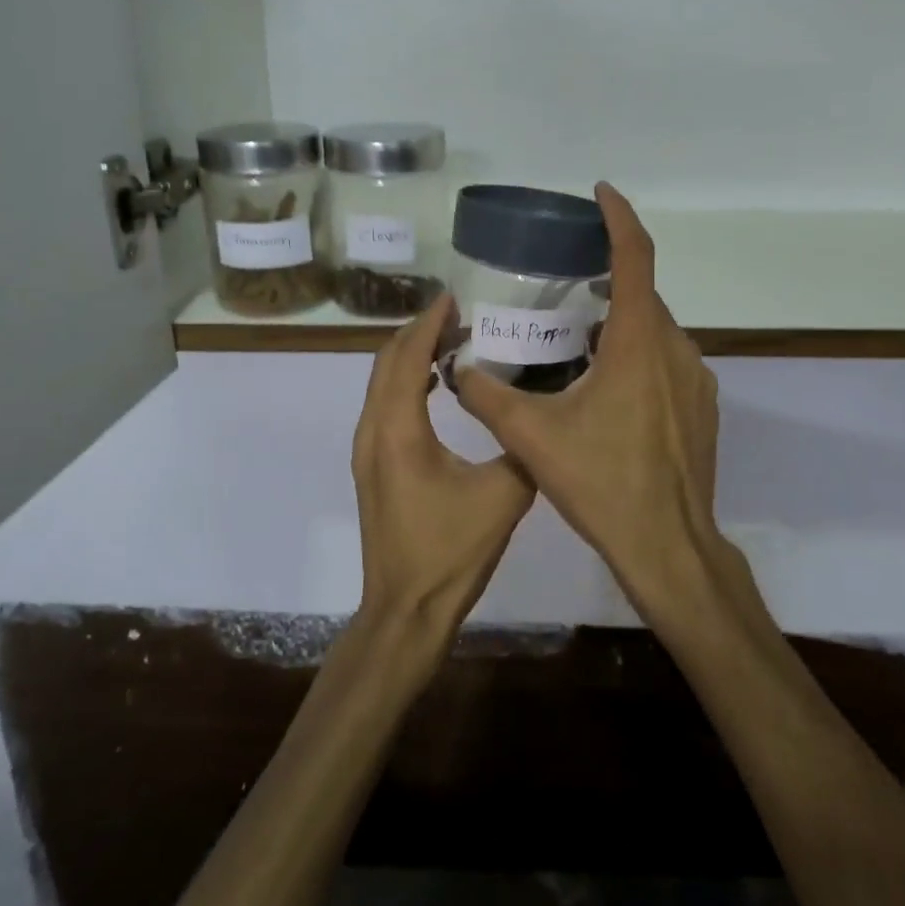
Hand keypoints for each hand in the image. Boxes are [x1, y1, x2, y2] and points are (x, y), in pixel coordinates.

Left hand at [353, 292, 536, 643]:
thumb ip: (521, 447)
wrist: (405, 609)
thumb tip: (538, 414)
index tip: (454, 297)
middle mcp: (373, 430)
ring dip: (410, 356)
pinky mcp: (371, 466)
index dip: (429, 322)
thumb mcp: (503, 495)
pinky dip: (406, 382)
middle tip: (458, 315)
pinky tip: (438, 387)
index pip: (408, 356)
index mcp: (399, 429)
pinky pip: (383, 405)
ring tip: (451, 341)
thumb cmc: (451, 551)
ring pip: (381, 383)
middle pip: (386, 361)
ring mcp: (366, 449)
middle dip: (418, 332)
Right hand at [459, 183, 729, 622]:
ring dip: (620, 322)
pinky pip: (667, 360)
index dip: (618, 217)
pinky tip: (606, 388)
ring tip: (576, 340)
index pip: (634, 257)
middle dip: (606, 279)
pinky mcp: (702, 406)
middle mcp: (673, 349)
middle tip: (565, 285)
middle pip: (641, 295)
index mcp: (636, 343)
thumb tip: (455, 369)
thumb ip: (487, 397)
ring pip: (654, 330)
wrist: (669, 545)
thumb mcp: (532, 438)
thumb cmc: (602, 484)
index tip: (599, 193)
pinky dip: (637, 353)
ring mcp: (695, 379)